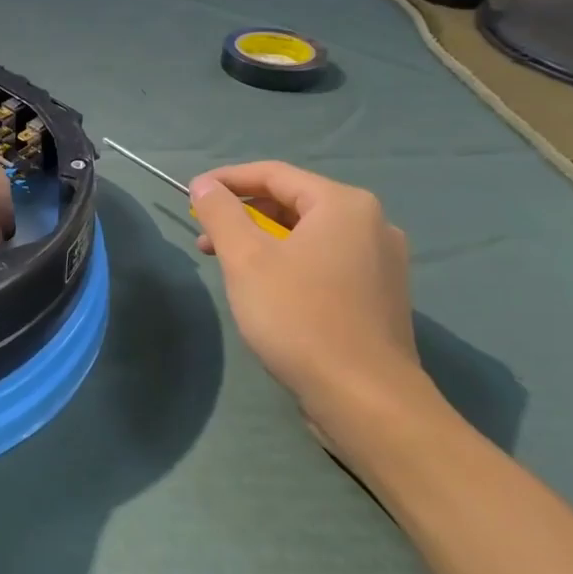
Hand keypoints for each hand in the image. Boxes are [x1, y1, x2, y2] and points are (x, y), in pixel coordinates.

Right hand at [188, 162, 446, 454]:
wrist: (366, 399)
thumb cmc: (299, 317)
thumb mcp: (246, 259)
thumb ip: (222, 213)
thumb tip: (204, 184)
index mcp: (343, 204)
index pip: (273, 174)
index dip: (227, 180)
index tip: (191, 194)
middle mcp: (371, 223)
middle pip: (293, 202)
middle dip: (243, 215)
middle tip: (205, 237)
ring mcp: (381, 262)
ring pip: (308, 235)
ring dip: (262, 242)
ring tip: (227, 266)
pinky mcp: (380, 295)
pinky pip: (325, 261)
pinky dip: (289, 263)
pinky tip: (266, 289)